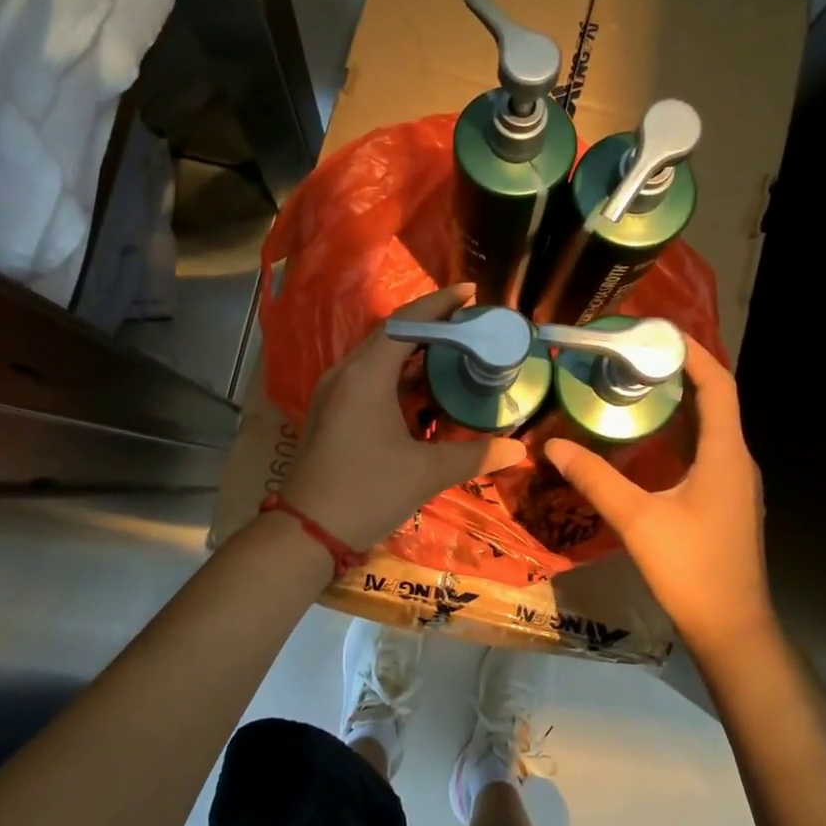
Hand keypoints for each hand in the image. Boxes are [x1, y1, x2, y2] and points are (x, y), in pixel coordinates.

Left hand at [282, 284, 528, 550]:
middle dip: (432, 325)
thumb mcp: (426, 474)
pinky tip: (426, 388)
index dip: (440, 305)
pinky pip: (370, 377)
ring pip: (379, 357)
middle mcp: (346, 374)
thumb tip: (519, 450)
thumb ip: (475, 456)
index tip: (471, 292)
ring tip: (456, 350)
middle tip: (472, 324)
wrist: (306, 533)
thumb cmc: (366, 494)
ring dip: (415, 351)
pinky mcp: (332, 411)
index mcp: (366, 376)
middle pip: (391, 334)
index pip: (405, 323)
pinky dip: (400, 374)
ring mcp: (334, 392)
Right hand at [543, 340, 772, 653]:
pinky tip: (650, 442)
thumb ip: (595, 478)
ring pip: (711, 428)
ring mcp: (735, 483)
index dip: (694, 353)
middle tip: (634, 357)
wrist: (732, 629)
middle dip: (680, 373)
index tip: (659, 333)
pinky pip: (707, 451)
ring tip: (637, 388)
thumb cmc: (691, 569)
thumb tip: (552, 445)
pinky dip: (681, 433)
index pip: (718, 385)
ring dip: (680, 404)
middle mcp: (737, 460)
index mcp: (725, 454)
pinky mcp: (727, 502)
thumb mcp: (636, 519)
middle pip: (715, 401)